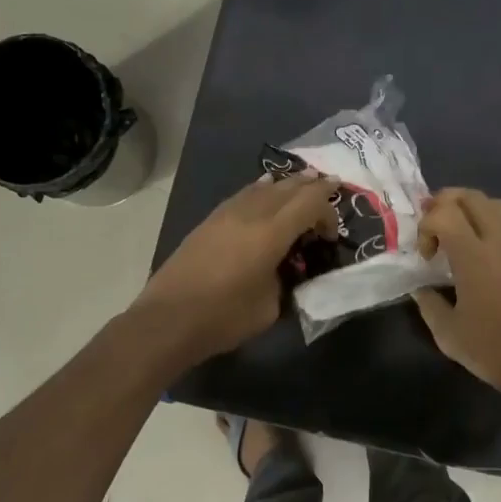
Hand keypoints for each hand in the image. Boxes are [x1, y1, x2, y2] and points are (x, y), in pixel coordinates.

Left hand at [131, 173, 339, 365]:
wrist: (167, 320)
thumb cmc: (224, 317)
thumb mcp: (270, 307)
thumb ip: (285, 281)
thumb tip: (286, 271)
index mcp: (271, 233)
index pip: (310, 203)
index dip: (328, 210)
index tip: (333, 234)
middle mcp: (251, 213)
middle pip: (289, 187)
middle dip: (313, 187)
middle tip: (330, 189)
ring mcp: (227, 214)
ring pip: (264, 186)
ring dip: (287, 184)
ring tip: (303, 181)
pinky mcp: (210, 221)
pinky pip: (245, 194)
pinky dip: (262, 189)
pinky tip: (265, 188)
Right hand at [414, 188, 500, 400]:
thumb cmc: (493, 350)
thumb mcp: (448, 334)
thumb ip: (429, 304)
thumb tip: (421, 289)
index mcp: (474, 257)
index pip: (445, 213)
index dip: (426, 226)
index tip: (426, 256)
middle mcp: (500, 244)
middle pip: (473, 197)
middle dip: (446, 202)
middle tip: (433, 226)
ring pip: (496, 207)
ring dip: (470, 210)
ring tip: (456, 236)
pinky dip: (488, 230)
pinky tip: (480, 262)